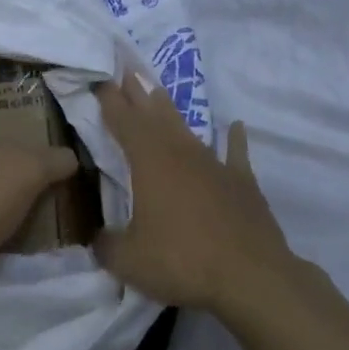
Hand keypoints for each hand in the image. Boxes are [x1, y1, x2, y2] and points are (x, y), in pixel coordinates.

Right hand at [94, 71, 297, 312]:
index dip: (110, 101)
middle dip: (138, 93)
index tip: (100, 80)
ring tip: (159, 92)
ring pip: (188, 130)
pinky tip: (235, 127)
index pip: (124, 122)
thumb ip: (106, 244)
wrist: (251, 277)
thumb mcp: (127, 259)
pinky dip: (234, 140)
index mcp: (150, 162)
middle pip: (155, 115)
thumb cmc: (181, 261)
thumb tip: (98, 238)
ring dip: (171, 111)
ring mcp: (215, 166)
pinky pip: (235, 154)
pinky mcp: (242, 184)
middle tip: (127, 72)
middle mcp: (181, 154)